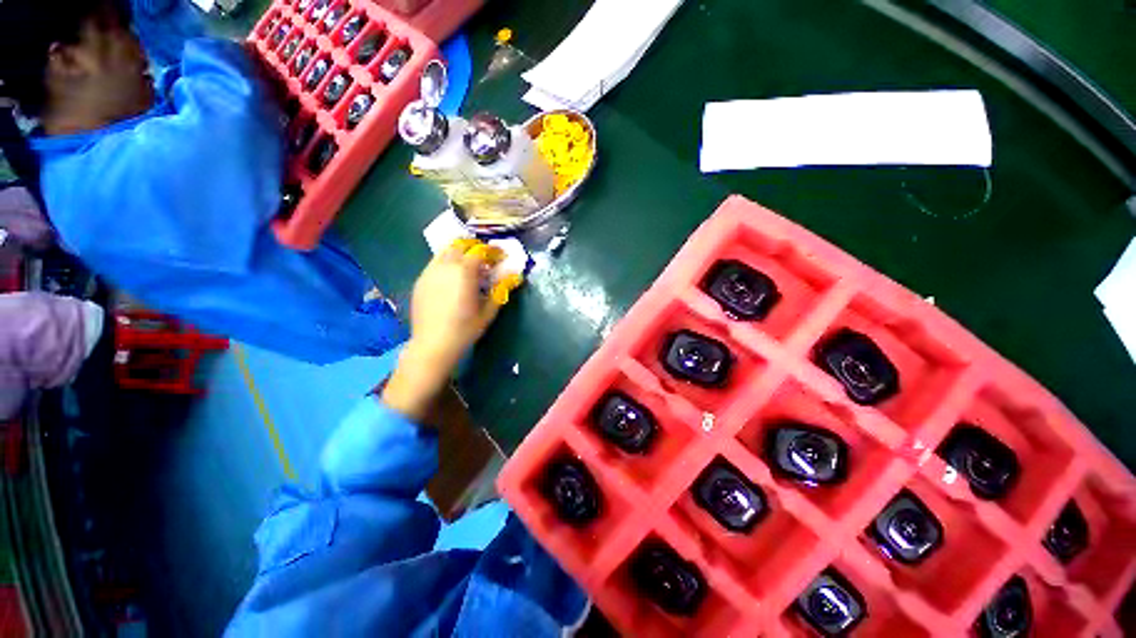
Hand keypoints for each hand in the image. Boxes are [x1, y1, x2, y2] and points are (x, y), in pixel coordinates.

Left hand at [382, 239, 519, 420]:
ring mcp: (429, 272)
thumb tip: (513, 277)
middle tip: (485, 259)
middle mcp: (445, 266)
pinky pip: (435, 263)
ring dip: (459, 253)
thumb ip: (501, 290)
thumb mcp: (489, 311)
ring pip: (445, 252)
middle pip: (460, 245)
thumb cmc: (465, 329)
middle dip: (474, 247)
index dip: (493, 251)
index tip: (501, 256)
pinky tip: (452, 279)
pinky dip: (447, 263)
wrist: (433, 344)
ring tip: (469, 267)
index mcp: (464, 272)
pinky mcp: (420, 281)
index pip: (480, 251)